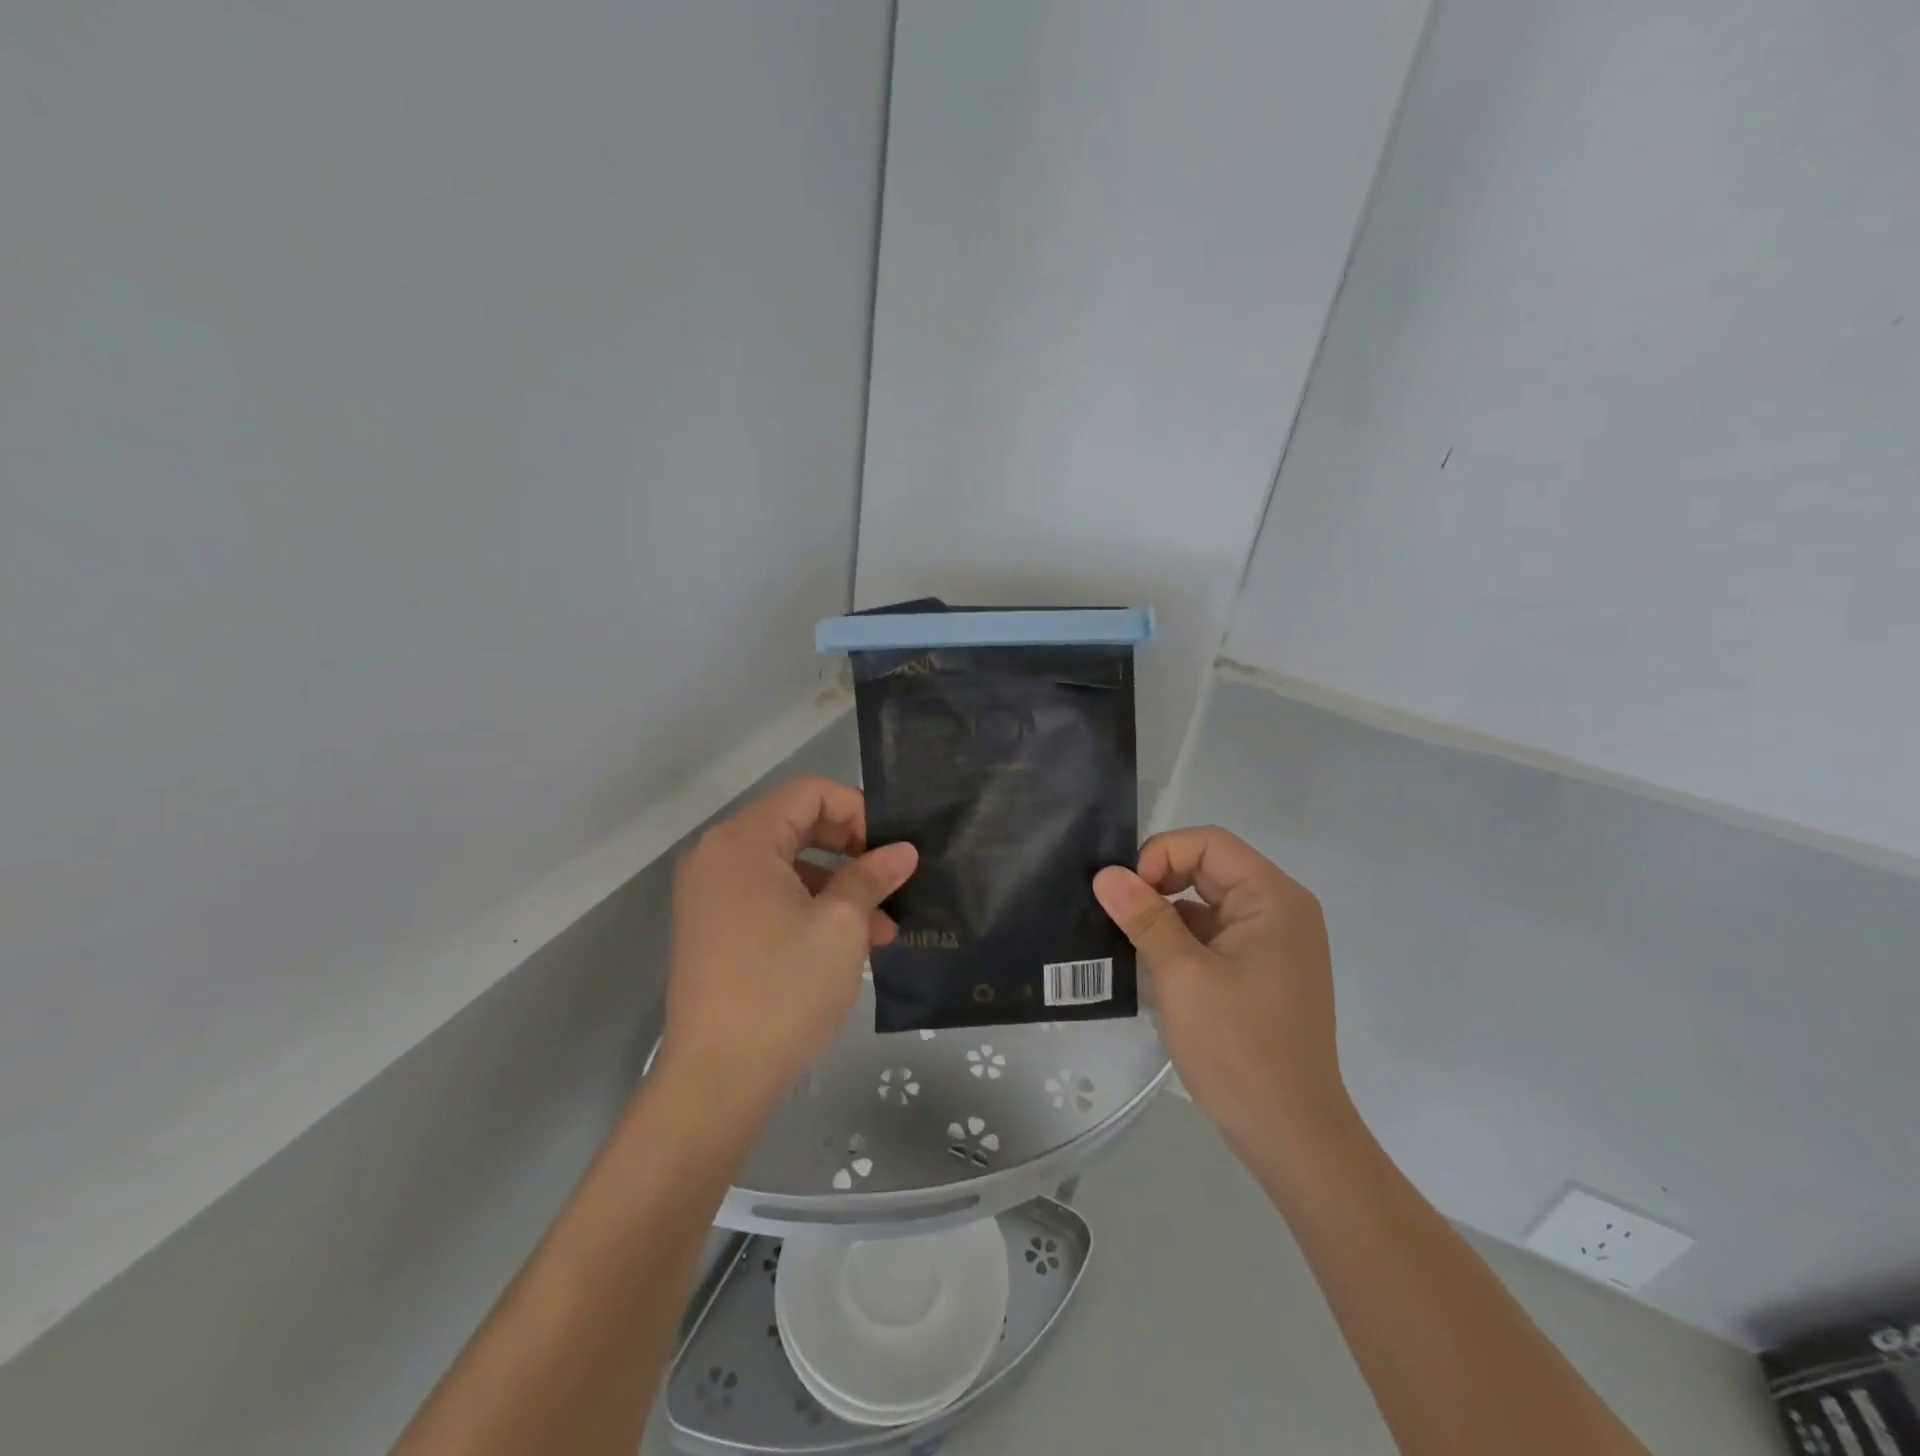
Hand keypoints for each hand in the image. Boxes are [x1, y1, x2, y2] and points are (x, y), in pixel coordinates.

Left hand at [660, 776, 917, 1120]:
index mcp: (743, 841)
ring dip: (838, 886)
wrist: (717, 1081)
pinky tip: (851, 943)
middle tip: (890, 880)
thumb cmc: (783, 990)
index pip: (810, 793)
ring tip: (883, 926)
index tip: (890, 849)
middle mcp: (719, 856)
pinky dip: (810, 908)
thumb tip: (903, 851)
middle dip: (852, 849)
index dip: (858, 810)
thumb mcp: (841, 926)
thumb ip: (872, 877)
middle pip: (797, 825)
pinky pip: (770, 897)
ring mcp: (712, 894)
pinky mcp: (715, 928)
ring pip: (788, 866)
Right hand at [1093, 827, 1353, 1158]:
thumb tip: (1106, 873)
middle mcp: (1279, 910)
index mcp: (1273, 899)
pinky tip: (1151, 968)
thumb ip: (1144, 917)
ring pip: (1206, 904)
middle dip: (1159, 885)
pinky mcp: (1261, 971)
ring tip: (1127, 943)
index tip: (1125, 894)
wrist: (1290, 1135)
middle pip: (1208, 869)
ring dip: (1166, 916)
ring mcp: (1272, 943)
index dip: (1160, 856)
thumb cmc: (1239, 1048)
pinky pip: (1213, 936)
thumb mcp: (1181, 976)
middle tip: (1118, 916)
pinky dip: (1181, 942)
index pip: (1208, 844)